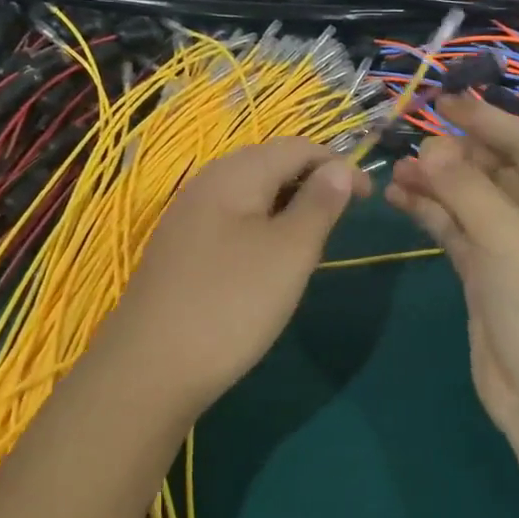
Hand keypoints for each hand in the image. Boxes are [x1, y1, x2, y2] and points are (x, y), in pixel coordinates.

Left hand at [79, 139, 368, 420]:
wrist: (150, 370)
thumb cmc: (232, 304)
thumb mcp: (290, 252)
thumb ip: (319, 204)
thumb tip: (339, 168)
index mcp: (235, 173)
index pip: (298, 147)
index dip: (338, 165)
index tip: (369, 200)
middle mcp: (207, 183)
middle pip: (271, 165)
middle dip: (313, 184)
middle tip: (339, 225)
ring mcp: (188, 217)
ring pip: (252, 195)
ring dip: (289, 208)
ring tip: (309, 246)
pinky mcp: (181, 249)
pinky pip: (232, 221)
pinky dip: (262, 230)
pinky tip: (268, 265)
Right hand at [385, 96, 518, 456]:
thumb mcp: (508, 235)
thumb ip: (464, 186)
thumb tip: (429, 146)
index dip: (483, 120)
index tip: (441, 99)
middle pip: (493, 169)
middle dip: (453, 155)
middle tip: (410, 142)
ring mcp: (512, 246)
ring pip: (469, 200)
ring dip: (436, 184)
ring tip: (396, 170)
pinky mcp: (485, 273)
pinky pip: (455, 230)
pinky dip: (430, 214)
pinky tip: (400, 198)